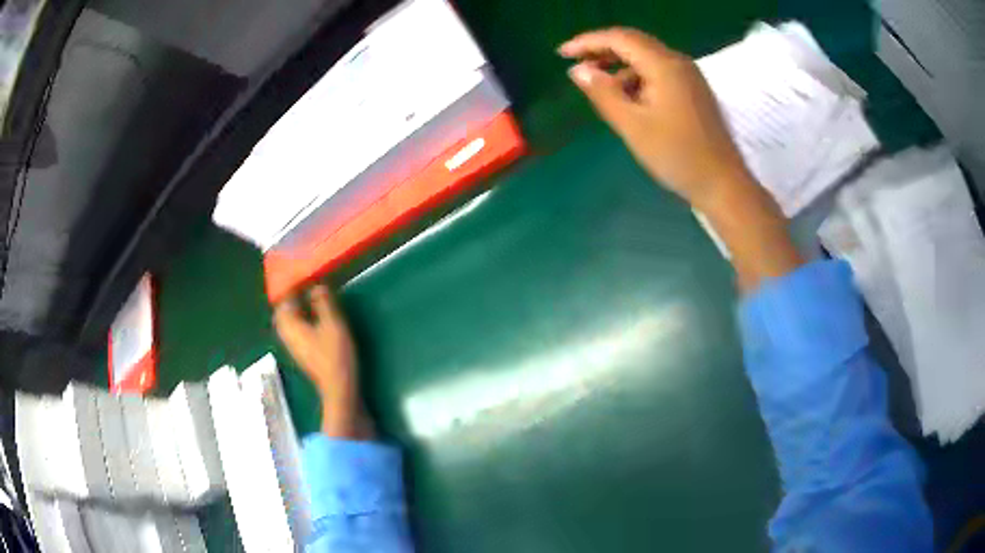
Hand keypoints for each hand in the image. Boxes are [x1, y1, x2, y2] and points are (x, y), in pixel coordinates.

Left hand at [274, 285, 371, 438]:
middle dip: (289, 299)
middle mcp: (287, 334)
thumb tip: (316, 286)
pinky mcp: (301, 353)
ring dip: (294, 310)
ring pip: (287, 322)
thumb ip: (323, 303)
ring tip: (307, 300)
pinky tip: (311, 319)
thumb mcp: (333, 325)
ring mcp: (293, 346)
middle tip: (301, 287)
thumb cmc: (335, 355)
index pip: (284, 300)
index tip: (300, 275)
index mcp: (291, 325)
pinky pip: (294, 330)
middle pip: (282, 312)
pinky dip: (299, 321)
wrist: (338, 388)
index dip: (290, 286)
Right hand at [561, 28, 802, 289]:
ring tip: (598, 86)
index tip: (562, 53)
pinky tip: (627, 98)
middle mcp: (678, 62)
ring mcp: (689, 76)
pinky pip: (659, 72)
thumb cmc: (677, 156)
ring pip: (646, 58)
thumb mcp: (633, 125)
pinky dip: (637, 78)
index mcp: (664, 65)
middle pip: (634, 43)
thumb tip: (577, 70)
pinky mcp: (693, 90)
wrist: (722, 183)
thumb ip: (603, 93)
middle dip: (602, 50)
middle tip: (576, 64)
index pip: (619, 38)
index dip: (587, 42)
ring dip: (620, 66)